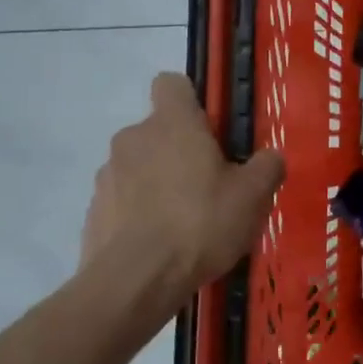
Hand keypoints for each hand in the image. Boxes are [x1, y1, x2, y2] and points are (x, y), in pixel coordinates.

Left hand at [81, 73, 285, 313]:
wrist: (135, 280)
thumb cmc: (201, 223)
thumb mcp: (253, 196)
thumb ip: (267, 167)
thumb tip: (269, 157)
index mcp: (172, 123)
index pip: (172, 83)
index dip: (192, 100)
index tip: (211, 131)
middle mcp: (133, 138)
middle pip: (159, 130)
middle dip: (180, 151)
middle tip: (210, 187)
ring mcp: (107, 174)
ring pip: (140, 166)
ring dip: (158, 183)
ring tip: (185, 223)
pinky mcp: (93, 210)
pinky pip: (123, 200)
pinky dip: (140, 214)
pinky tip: (160, 245)